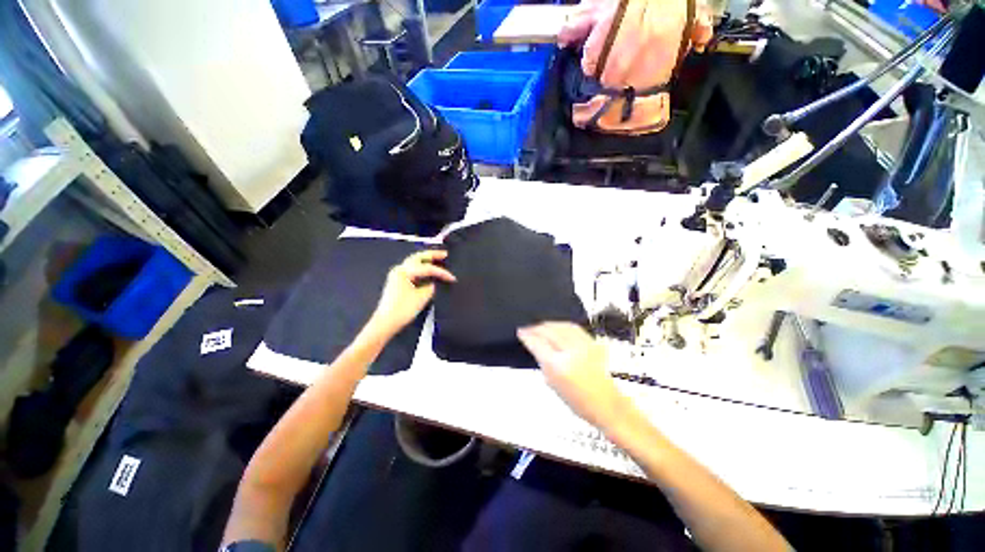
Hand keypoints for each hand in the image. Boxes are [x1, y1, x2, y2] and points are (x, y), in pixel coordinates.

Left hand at [369, 250, 455, 336]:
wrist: (386, 323)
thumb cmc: (402, 309)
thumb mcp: (422, 297)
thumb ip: (431, 287)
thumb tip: (435, 283)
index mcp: (404, 271)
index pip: (427, 268)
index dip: (442, 273)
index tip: (453, 278)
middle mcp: (399, 270)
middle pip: (418, 257)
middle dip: (432, 255)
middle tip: (445, 254)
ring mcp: (397, 275)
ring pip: (414, 263)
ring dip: (426, 260)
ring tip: (439, 259)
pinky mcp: (398, 282)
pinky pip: (412, 270)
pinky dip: (422, 268)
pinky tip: (429, 271)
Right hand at [518, 322, 629, 430]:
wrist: (606, 404)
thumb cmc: (579, 401)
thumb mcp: (552, 383)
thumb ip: (542, 361)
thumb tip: (534, 345)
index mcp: (559, 366)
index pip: (538, 343)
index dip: (527, 335)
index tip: (520, 332)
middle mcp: (572, 352)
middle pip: (549, 330)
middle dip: (536, 327)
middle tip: (528, 329)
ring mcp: (584, 345)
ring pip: (561, 325)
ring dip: (548, 324)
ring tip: (540, 326)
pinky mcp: (592, 342)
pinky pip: (573, 327)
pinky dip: (561, 324)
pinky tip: (556, 326)